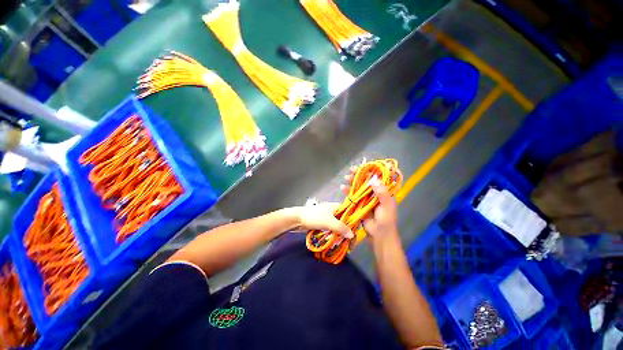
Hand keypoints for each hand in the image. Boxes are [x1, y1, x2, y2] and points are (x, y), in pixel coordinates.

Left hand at [288, 203, 353, 238]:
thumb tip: (352, 235)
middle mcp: (334, 211)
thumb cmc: (313, 217)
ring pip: (339, 226)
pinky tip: (336, 242)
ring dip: (341, 235)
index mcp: (337, 207)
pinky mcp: (324, 223)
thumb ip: (340, 228)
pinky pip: (332, 229)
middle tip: (350, 244)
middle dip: (348, 232)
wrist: (297, 219)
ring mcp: (329, 217)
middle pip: (345, 221)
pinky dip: (335, 235)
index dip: (354, 223)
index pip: (350, 213)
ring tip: (344, 245)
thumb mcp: (328, 222)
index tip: (355, 234)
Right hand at [341, 166, 398, 240]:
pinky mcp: (359, 204)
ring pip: (359, 187)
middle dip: (358, 174)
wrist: (379, 235)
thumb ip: (382, 193)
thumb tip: (374, 180)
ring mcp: (366, 198)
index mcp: (384, 191)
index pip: (377, 177)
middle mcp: (375, 193)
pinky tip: (342, 187)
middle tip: (351, 170)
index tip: (362, 166)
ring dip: (352, 181)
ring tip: (346, 177)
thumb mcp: (387, 206)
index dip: (370, 171)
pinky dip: (348, 191)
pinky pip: (353, 195)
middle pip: (366, 180)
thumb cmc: (386, 221)